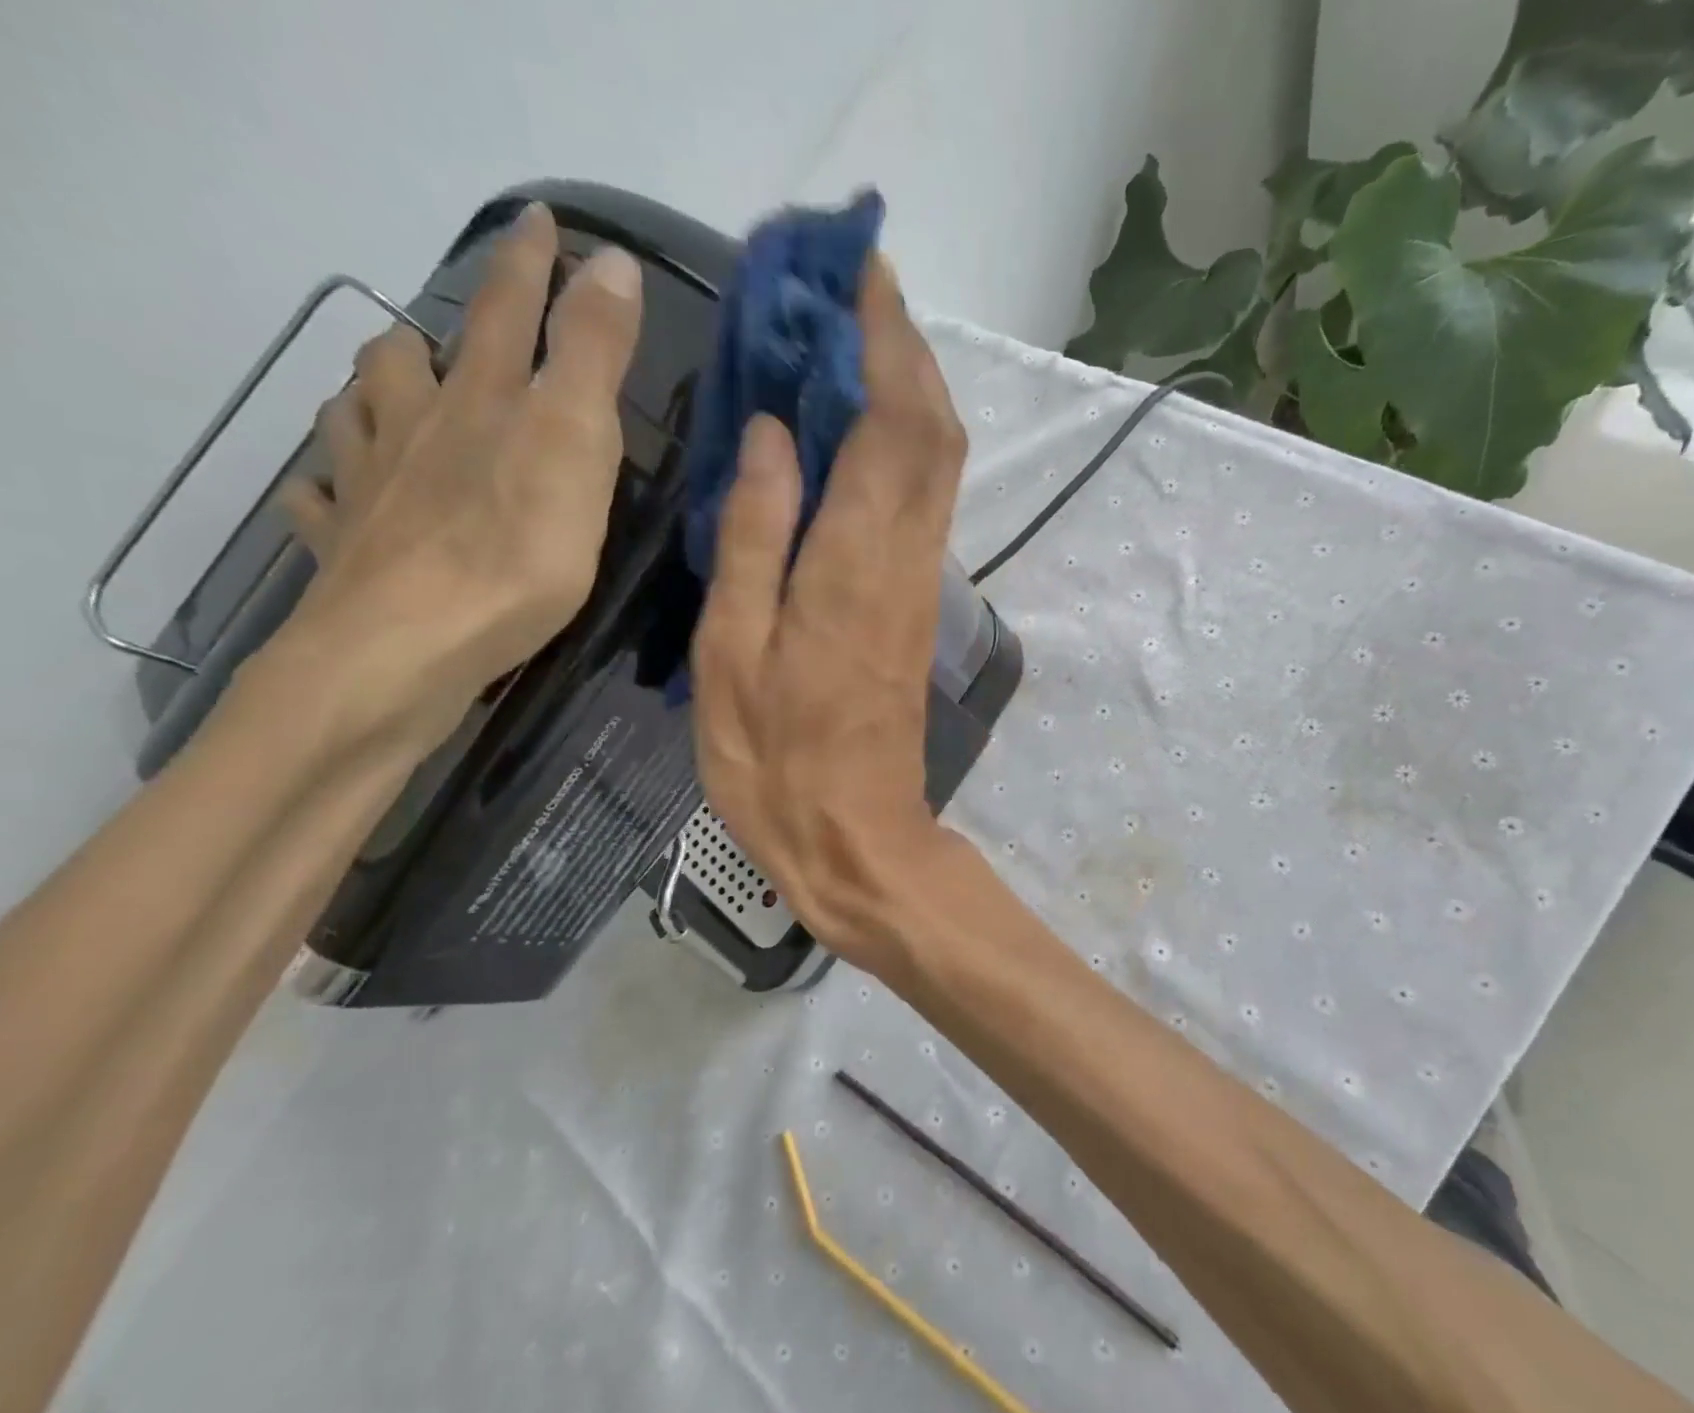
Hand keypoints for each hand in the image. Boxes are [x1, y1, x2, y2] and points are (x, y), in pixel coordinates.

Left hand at [273, 202, 643, 752]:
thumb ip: (593, 357)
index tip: (544, 220)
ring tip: (382, 390)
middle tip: (442, 324)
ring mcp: (372, 488)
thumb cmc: (516, 552)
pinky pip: (323, 502)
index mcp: (483, 403)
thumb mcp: (576, 446)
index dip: (532, 264)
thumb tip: (612, 262)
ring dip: (368, 394)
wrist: (411, 649)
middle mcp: (417, 430)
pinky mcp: (353, 550)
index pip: (511, 313)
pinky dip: (325, 486)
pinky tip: (327, 491)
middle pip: (412, 359)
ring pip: (355, 417)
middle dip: (437, 330)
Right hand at [691, 259, 969, 970]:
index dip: (884, 337)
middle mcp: (905, 558)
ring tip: (845, 343)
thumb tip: (770, 433)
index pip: (892, 419)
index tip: (856, 272)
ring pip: (937, 462)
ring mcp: (920, 582)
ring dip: (907, 390)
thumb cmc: (778, 762)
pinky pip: (921, 503)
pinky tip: (852, 433)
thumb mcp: (733, 654)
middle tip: (848, 292)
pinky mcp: (918, 606)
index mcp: (855, 561)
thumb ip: (753, 537)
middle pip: (932, 428)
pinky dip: (900, 447)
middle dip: (903, 347)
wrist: (857, 836)